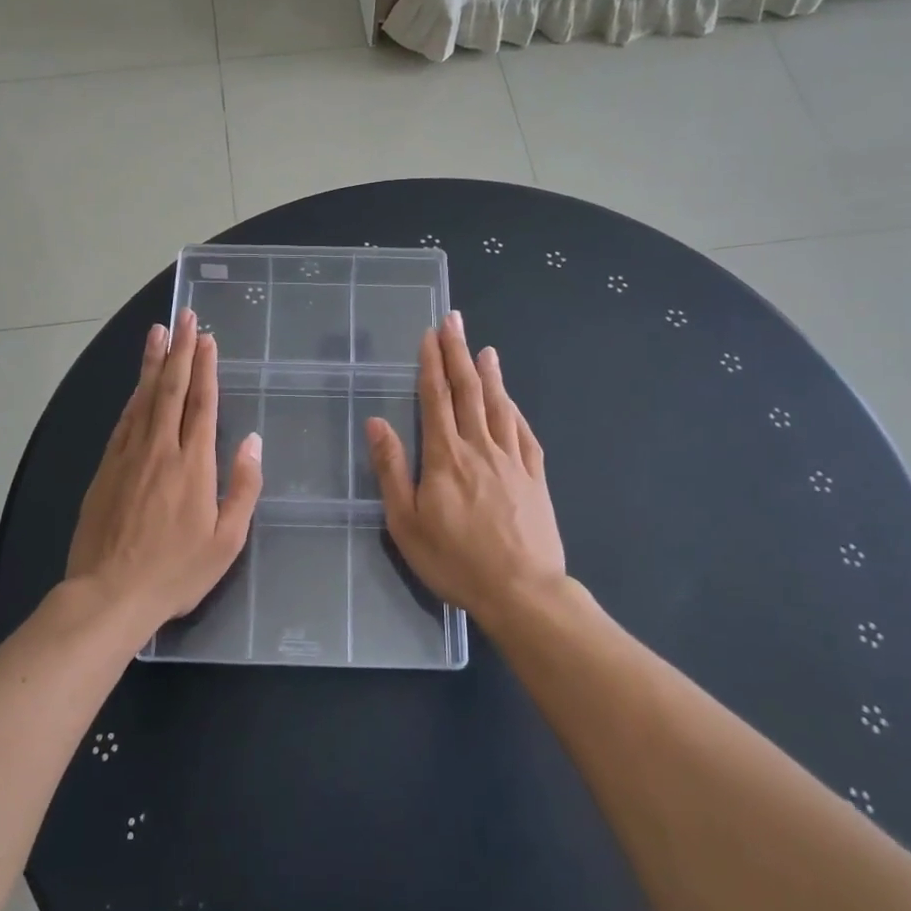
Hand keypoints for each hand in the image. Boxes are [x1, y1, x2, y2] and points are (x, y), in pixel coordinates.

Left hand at [67, 309, 263, 630]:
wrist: (109, 594)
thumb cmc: (176, 572)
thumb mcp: (226, 540)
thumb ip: (242, 487)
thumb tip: (252, 442)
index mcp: (194, 464)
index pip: (202, 403)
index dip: (205, 367)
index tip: (207, 338)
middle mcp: (160, 449)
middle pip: (171, 389)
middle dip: (180, 349)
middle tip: (185, 316)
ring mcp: (128, 456)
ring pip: (143, 398)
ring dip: (153, 362)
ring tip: (158, 332)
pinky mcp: (106, 468)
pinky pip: (124, 420)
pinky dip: (133, 396)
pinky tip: (137, 384)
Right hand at [364, 312, 565, 623]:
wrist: (522, 591)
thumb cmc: (455, 561)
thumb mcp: (406, 523)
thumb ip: (391, 470)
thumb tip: (376, 422)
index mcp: (445, 457)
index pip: (435, 399)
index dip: (431, 363)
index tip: (429, 335)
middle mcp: (480, 447)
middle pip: (468, 391)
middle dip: (458, 353)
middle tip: (454, 320)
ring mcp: (512, 460)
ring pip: (498, 406)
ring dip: (490, 374)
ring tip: (484, 348)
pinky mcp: (535, 477)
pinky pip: (524, 433)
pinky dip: (515, 409)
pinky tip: (511, 400)